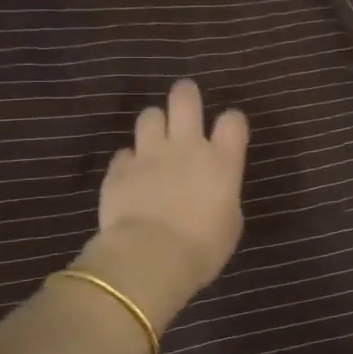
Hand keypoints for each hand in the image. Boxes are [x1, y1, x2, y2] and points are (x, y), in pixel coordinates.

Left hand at [76, 79, 248, 329]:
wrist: (150, 258)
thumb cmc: (202, 248)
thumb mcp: (229, 224)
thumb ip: (223, 196)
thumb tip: (215, 192)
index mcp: (221, 161)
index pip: (233, 121)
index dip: (231, 121)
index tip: (227, 131)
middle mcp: (186, 147)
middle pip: (185, 98)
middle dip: (185, 95)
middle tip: (185, 104)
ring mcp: (150, 154)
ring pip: (150, 116)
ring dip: (154, 125)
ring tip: (155, 141)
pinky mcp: (120, 169)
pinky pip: (124, 153)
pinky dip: (129, 161)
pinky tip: (131, 176)